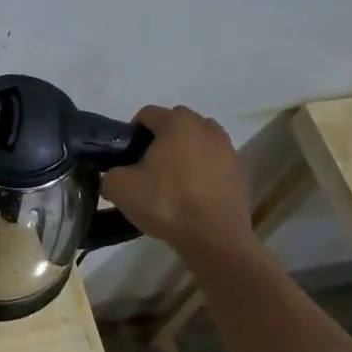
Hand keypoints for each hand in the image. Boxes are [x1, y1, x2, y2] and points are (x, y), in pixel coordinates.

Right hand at [101, 105, 255, 260]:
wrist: (214, 238)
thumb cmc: (166, 204)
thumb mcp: (120, 188)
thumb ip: (110, 174)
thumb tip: (115, 175)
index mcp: (177, 123)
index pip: (148, 114)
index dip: (132, 132)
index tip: (126, 156)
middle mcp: (206, 128)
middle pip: (176, 124)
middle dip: (161, 139)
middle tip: (147, 167)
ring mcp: (228, 149)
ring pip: (198, 142)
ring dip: (185, 153)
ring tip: (172, 181)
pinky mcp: (240, 173)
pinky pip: (214, 163)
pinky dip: (202, 172)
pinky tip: (192, 196)